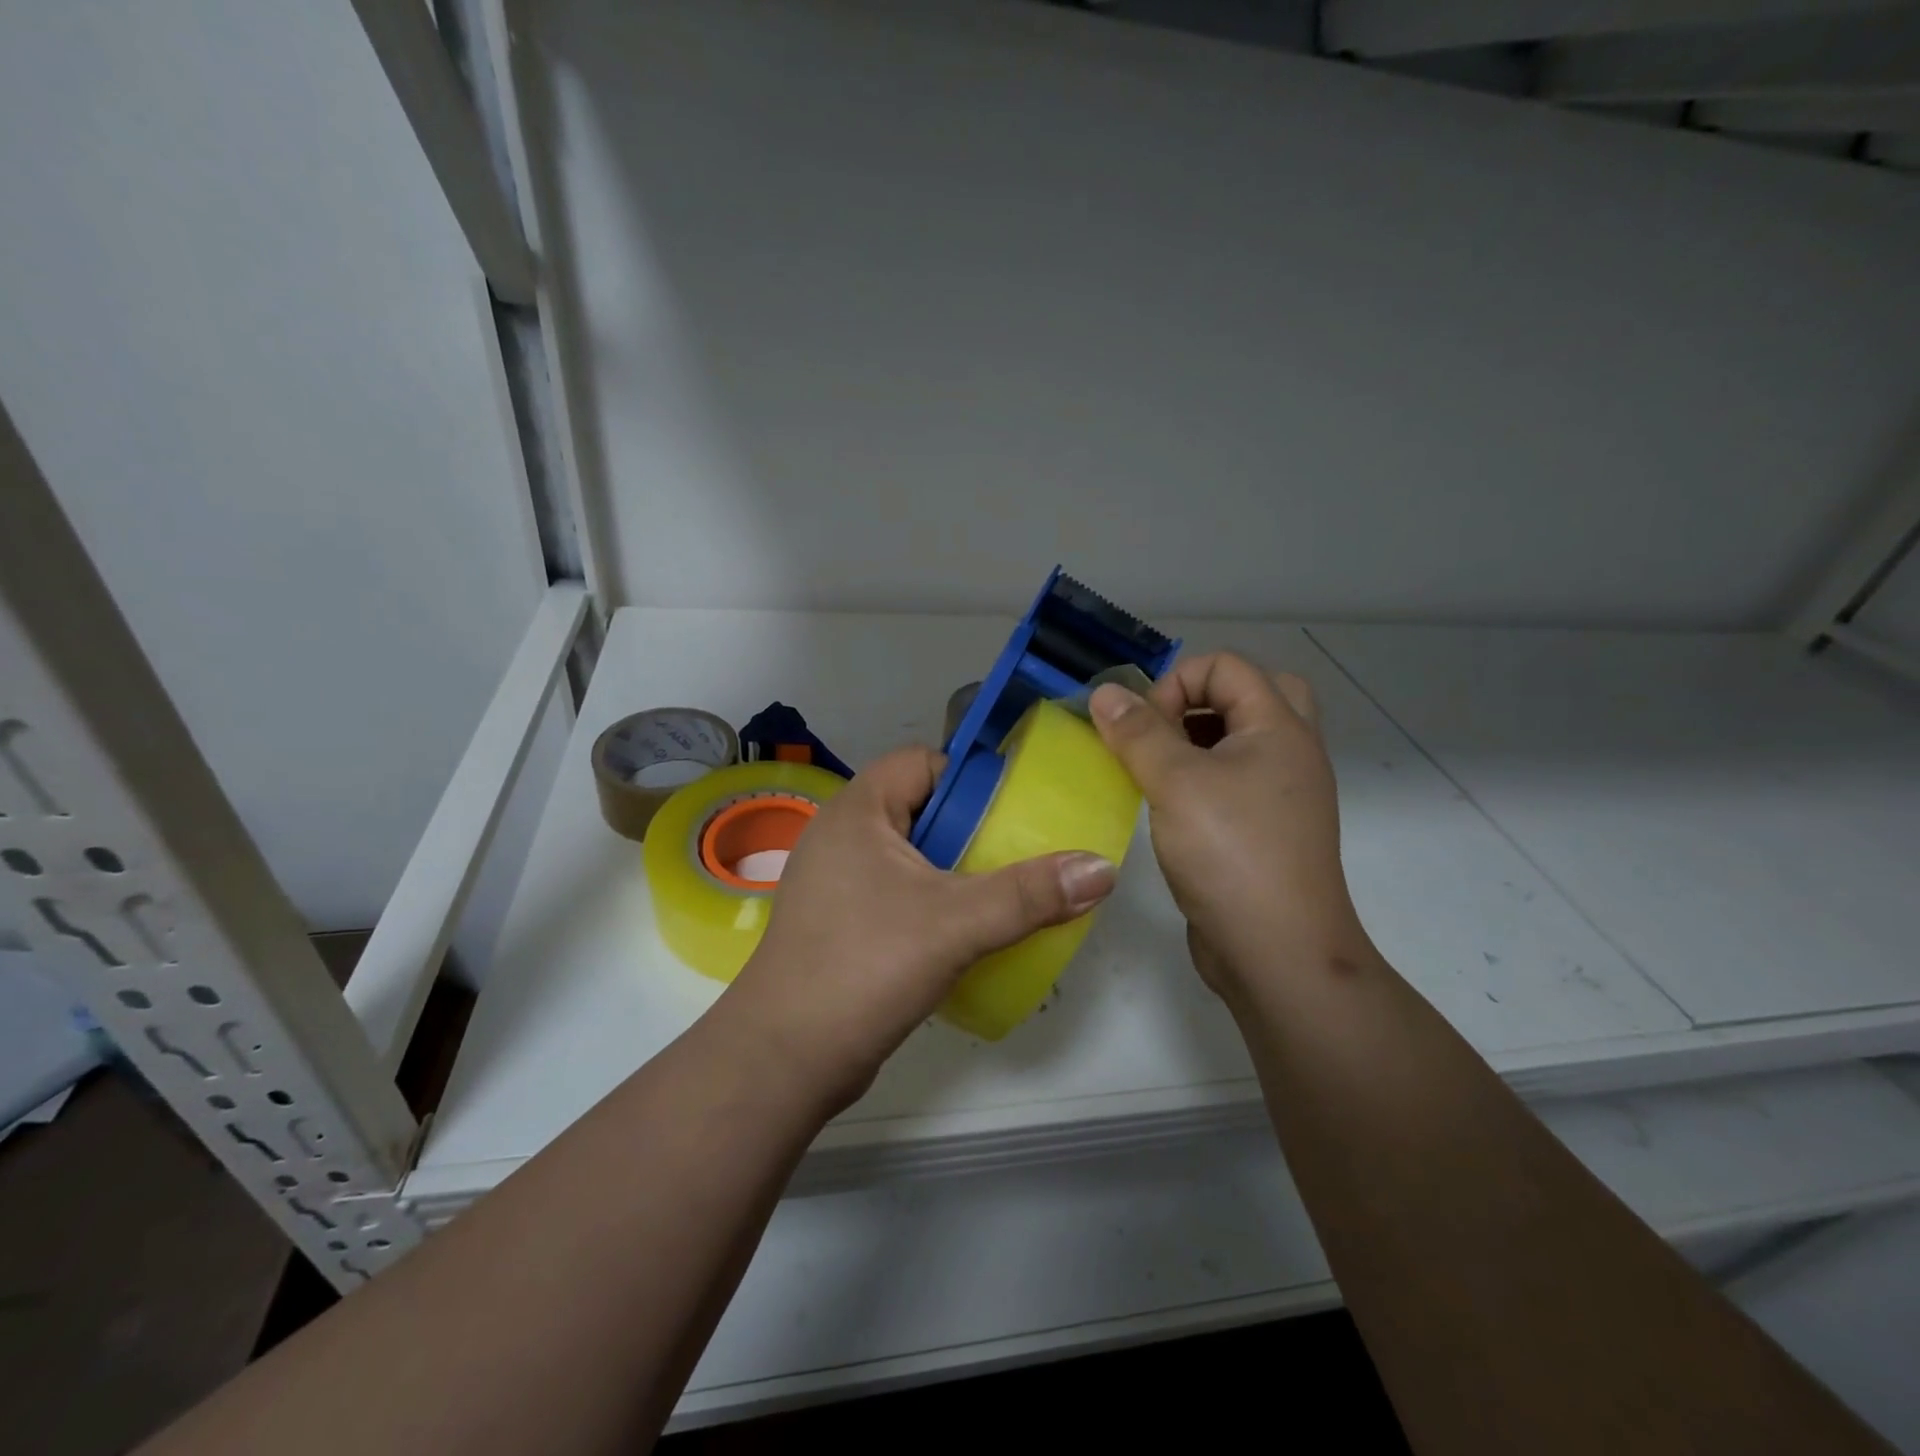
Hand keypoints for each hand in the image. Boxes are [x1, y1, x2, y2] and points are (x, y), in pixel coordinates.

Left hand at [722, 747, 1117, 1110]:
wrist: (785, 1058)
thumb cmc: (865, 965)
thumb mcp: (956, 923)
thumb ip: (1030, 894)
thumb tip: (1102, 869)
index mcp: (858, 810)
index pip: (923, 762)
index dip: (971, 778)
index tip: (1015, 811)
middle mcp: (842, 836)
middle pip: (922, 809)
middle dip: (974, 831)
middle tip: (1021, 855)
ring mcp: (837, 882)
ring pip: (912, 857)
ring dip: (957, 872)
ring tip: (1006, 895)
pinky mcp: (840, 923)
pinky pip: (898, 893)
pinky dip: (934, 903)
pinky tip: (967, 934)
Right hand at [1089, 653, 1366, 999]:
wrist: (1278, 952)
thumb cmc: (1230, 854)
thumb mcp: (1175, 783)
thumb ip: (1137, 733)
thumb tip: (1105, 691)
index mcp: (1278, 728)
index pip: (1227, 667)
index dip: (1176, 684)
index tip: (1143, 728)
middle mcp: (1289, 753)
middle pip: (1250, 694)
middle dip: (1196, 703)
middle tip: (1163, 733)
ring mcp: (1282, 794)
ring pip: (1242, 740)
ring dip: (1197, 739)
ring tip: (1157, 767)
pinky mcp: (1266, 829)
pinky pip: (1235, 779)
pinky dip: (1203, 777)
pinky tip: (1168, 805)